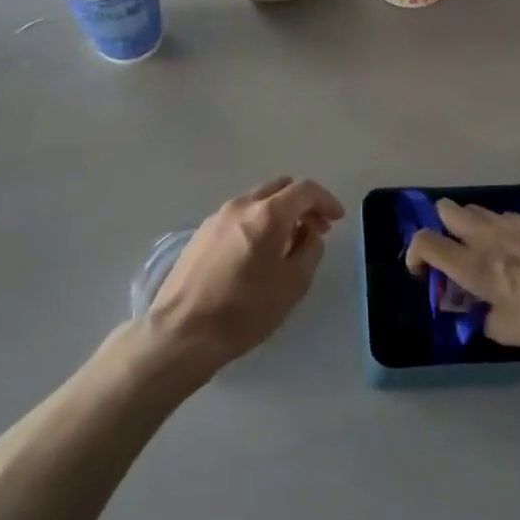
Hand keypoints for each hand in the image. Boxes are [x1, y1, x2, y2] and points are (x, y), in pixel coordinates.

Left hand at [145, 178, 343, 373]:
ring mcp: (216, 217)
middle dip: (302, 204)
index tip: (337, 219)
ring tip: (287, 243)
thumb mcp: (293, 285)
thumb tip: (309, 233)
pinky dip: (257, 222)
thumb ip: (310, 250)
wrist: (183, 331)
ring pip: (257, 200)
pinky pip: (238, 216)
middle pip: (279, 188)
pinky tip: (258, 251)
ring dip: (278, 213)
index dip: (326, 200)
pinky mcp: (200, 233)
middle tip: (315, 229)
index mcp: (267, 214)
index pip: (304, 190)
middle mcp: (241, 205)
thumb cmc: (245, 310)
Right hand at [403, 200, 519, 352]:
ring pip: (476, 209)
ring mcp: (512, 224)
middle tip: (453, 250)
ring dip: (470, 225)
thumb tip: (480, 312)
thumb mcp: (508, 332)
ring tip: (485, 248)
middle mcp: (486, 237)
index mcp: (474, 266)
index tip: (421, 270)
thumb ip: (483, 319)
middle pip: (447, 210)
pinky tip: (517, 248)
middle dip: (442, 226)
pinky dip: (499, 227)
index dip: (415, 253)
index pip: (426, 243)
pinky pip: (504, 215)